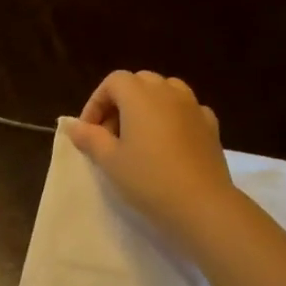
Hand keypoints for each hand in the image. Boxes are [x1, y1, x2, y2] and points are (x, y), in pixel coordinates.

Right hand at [68, 70, 238, 252]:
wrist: (201, 204)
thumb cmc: (148, 179)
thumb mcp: (109, 161)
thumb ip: (90, 138)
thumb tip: (75, 126)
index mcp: (140, 95)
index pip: (113, 82)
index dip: (96, 103)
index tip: (89, 131)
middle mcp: (168, 92)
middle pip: (140, 82)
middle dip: (121, 102)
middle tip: (111, 134)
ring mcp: (194, 106)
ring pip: (166, 91)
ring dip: (148, 106)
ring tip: (140, 136)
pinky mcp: (211, 125)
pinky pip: (186, 110)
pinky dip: (172, 118)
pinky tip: (168, 143)